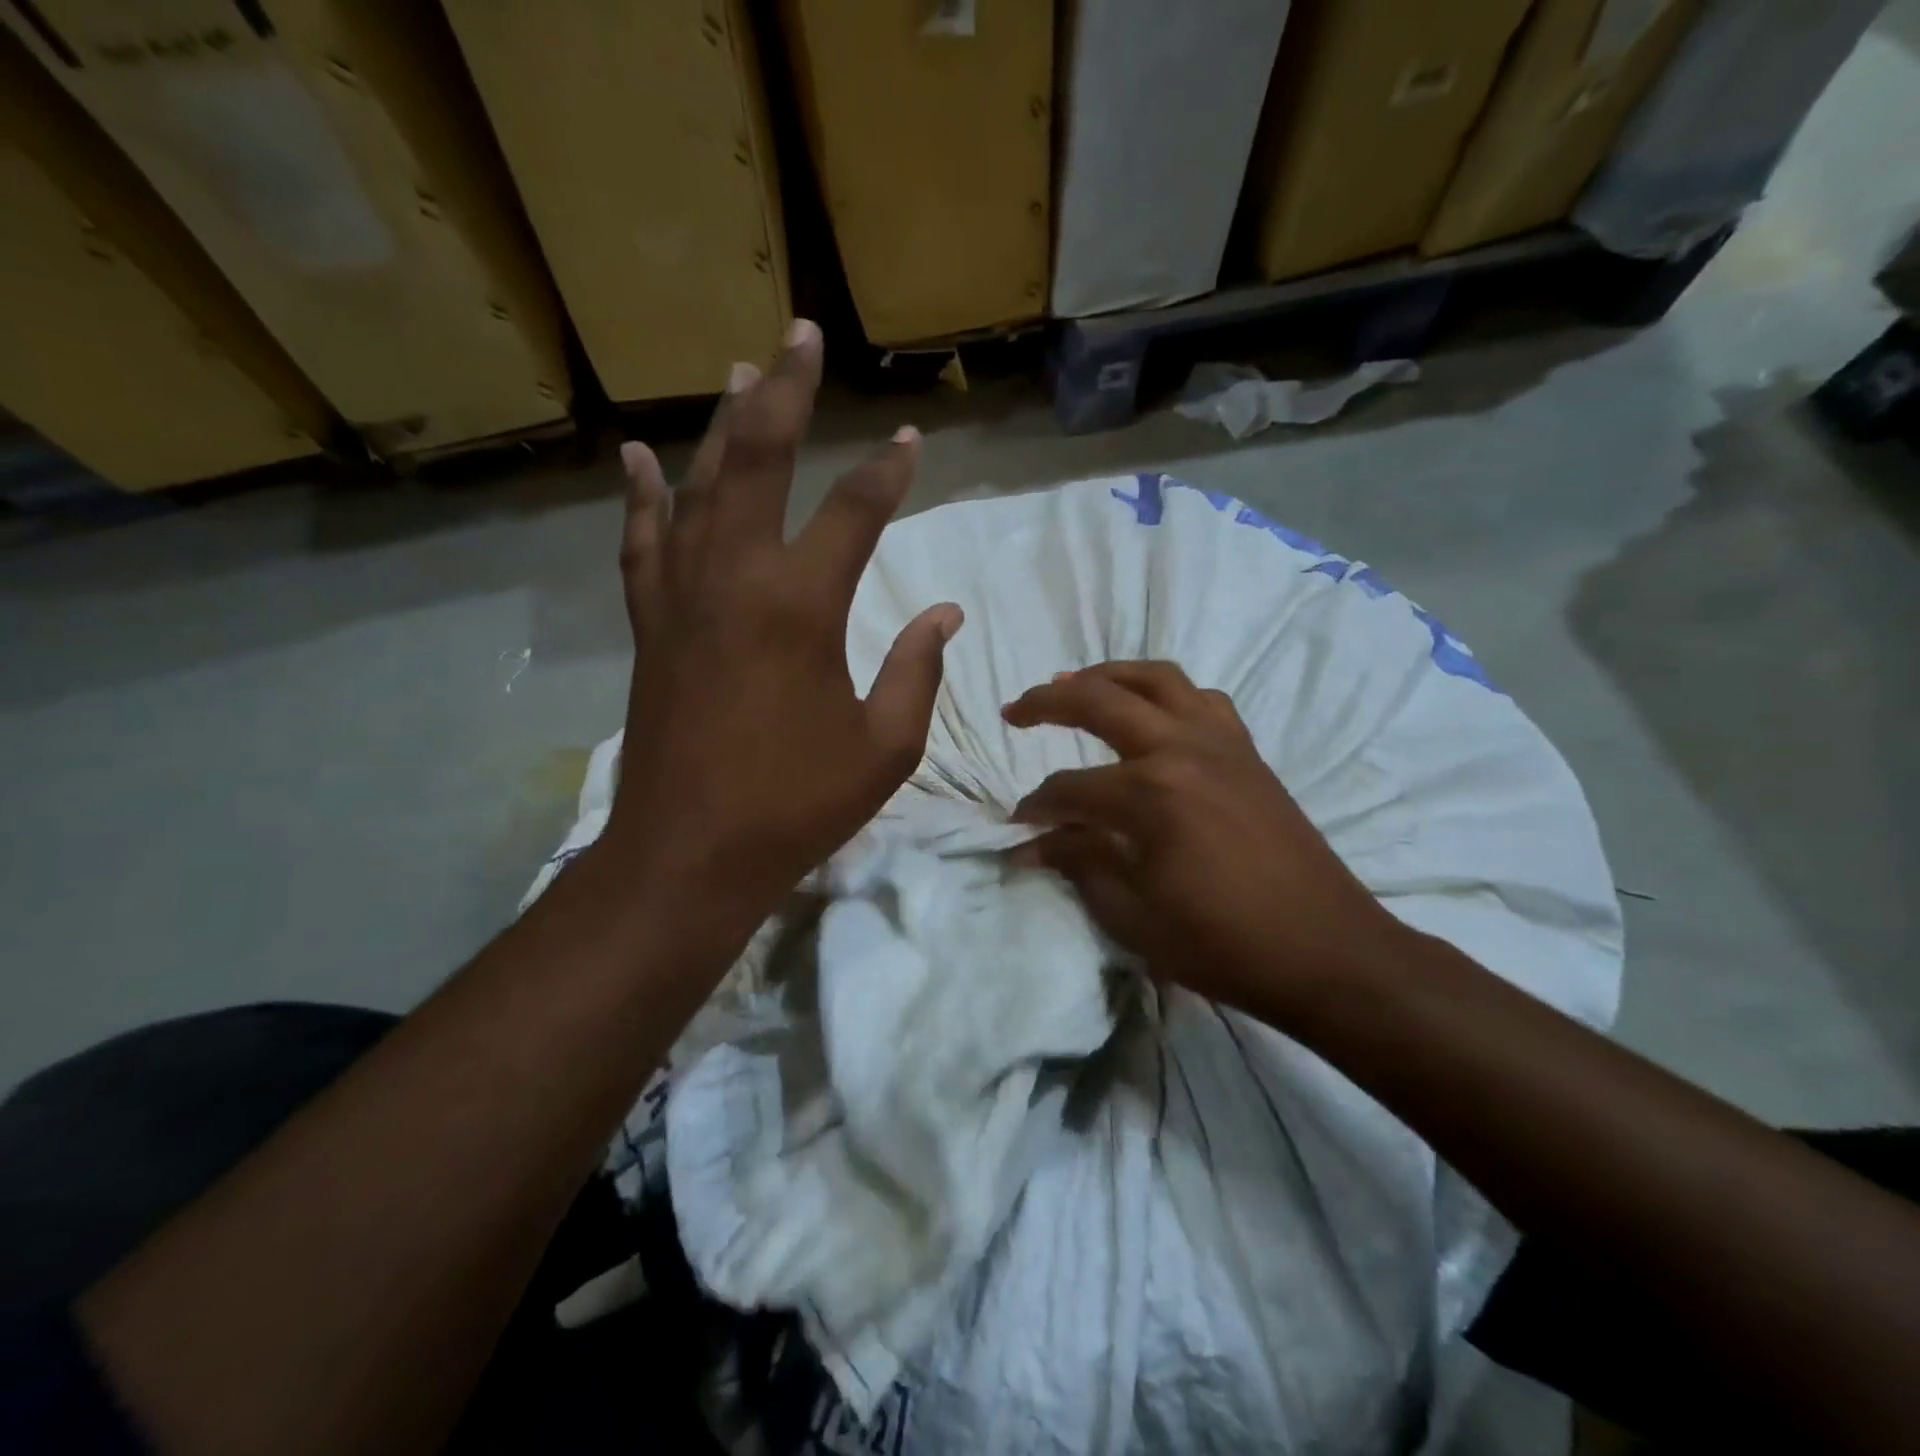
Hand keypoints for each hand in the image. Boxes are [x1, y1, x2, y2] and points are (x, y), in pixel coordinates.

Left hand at [605, 321, 961, 937]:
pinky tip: (640, 457)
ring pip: (700, 487)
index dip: (888, 473)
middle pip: (760, 463)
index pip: (855, 514)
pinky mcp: (649, 624)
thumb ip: (918, 671)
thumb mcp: (885, 747)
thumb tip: (945, 615)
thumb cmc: (797, 804)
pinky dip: (643, 496)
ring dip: (724, 426)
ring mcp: (682, 597)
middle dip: (787, 394)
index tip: (911, 441)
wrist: (691, 853)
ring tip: (740, 372)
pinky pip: (643, 543)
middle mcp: (736, 579)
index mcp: (802, 607)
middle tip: (801, 335)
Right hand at [1004, 661, 1406, 1017]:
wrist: (1326, 952)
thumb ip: (1077, 863)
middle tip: (1015, 711)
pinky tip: (1152, 713)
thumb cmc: (1222, 943)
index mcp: (1150, 793)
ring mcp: (1221, 743)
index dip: (1036, 807)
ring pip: (1156, 679)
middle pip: (1100, 700)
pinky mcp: (1247, 752)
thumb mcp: (1133, 915)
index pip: (1070, 788)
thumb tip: (1028, 845)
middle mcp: (1182, 749)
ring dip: (1108, 675)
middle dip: (1047, 702)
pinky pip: (1202, 699)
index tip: (1018, 827)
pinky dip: (1166, 693)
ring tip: (1075, 685)